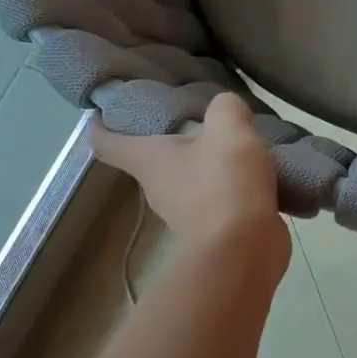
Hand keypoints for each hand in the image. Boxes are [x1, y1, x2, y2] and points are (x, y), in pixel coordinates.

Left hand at [89, 93, 283, 253]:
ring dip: (205, 161)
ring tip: (235, 141)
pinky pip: (218, 195)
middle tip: (194, 114)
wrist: (244, 249)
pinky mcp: (214, 228)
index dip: (100, 125)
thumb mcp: (229, 130)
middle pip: (152, 158)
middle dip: (168, 137)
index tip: (104, 110)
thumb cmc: (224, 183)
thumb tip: (226, 108)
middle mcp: (158, 186)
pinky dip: (231, 183)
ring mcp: (185, 211)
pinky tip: (256, 171)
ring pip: (189, 176)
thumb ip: (225, 108)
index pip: (107, 143)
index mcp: (149, 160)